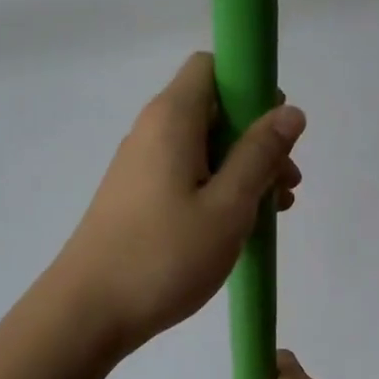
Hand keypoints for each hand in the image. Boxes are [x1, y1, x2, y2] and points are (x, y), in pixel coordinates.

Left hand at [54, 52, 304, 353]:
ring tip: (272, 212)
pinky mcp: (137, 196)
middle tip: (286, 184)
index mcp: (172, 119)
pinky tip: (238, 227)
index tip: (276, 129)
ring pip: (203, 147)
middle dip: (256, 138)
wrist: (88, 311)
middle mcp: (152, 131)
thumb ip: (260, 155)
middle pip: (213, 109)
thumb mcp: (228, 206)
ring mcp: (141, 165)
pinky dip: (217, 189)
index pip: (212, 67)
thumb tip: (290, 110)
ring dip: (242, 170)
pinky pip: (186, 175)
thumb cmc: (164, 256)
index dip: (251, 86)